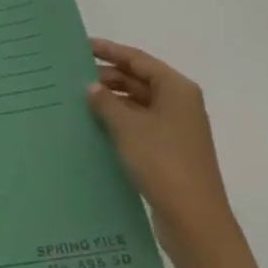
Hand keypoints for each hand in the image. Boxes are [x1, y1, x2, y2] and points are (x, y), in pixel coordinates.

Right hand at [87, 39, 240, 267]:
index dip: (109, 50)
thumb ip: (105, 101)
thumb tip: (91, 86)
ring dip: (111, 102)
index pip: (137, 59)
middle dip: (107, 77)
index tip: (81, 46)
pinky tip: (95, 127)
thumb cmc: (162, 162)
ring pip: (138, 104)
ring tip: (78, 101)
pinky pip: (140, 126)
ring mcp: (176, 129)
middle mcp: (179, 104)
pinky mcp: (170, 152)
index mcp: (176, 89)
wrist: (194, 221)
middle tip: (72, 77)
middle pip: (138, 80)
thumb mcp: (127, 126)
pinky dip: (119, 122)